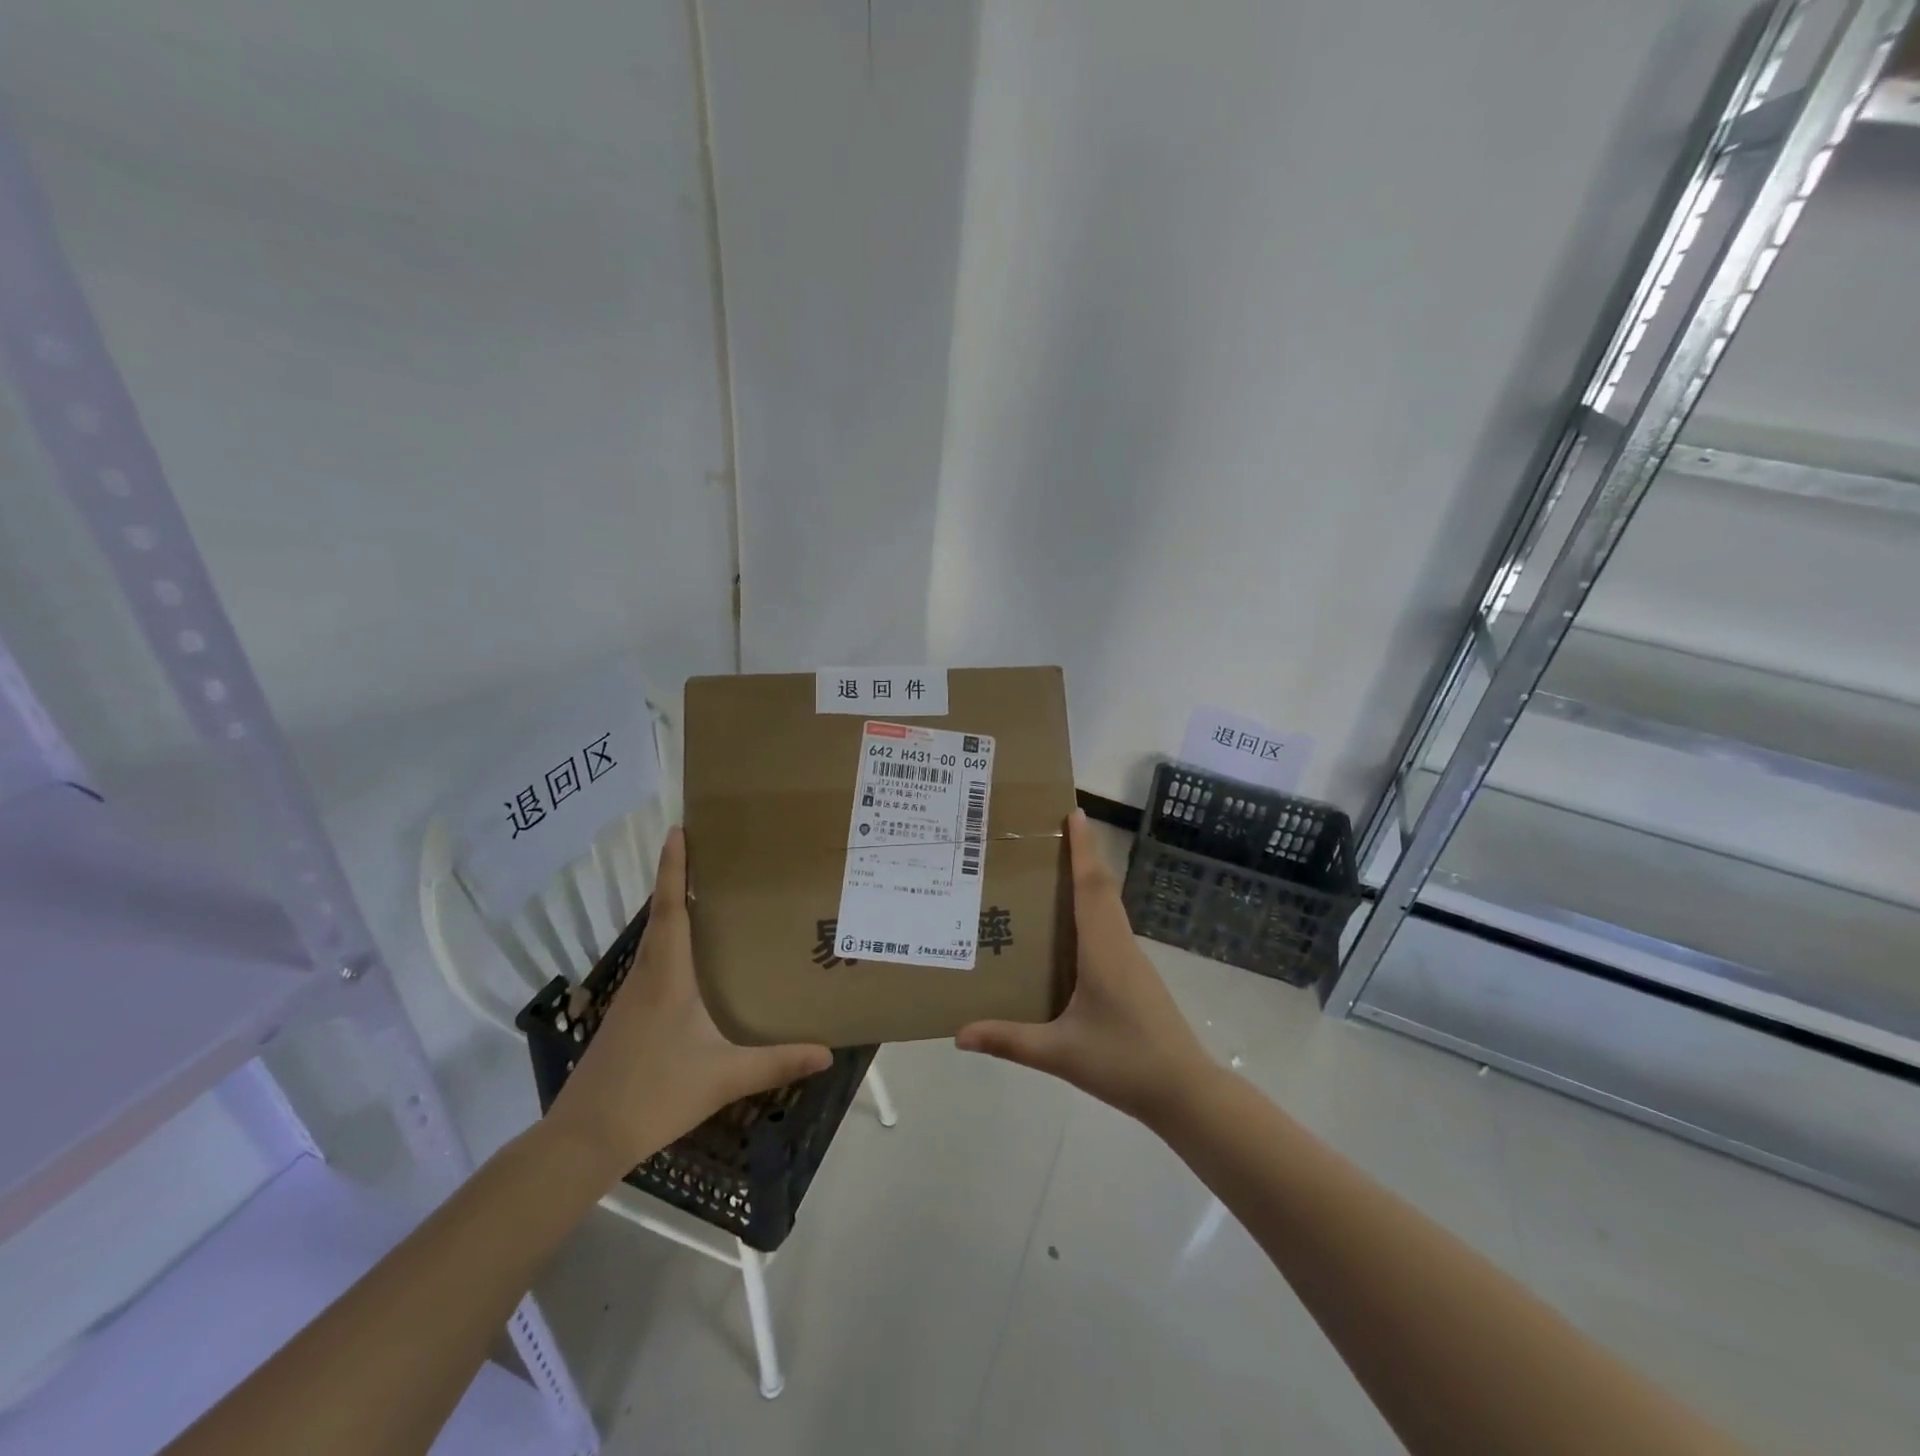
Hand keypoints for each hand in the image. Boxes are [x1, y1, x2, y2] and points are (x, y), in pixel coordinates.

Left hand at [547, 828, 832, 1182]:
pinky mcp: (625, 1017)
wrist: (585, 1138)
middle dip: (676, 880)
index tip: (678, 830)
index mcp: (667, 976)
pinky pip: (651, 964)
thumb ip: (776, 1063)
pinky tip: (691, 963)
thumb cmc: (654, 1094)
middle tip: (708, 854)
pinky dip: (669, 944)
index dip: (673, 868)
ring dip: (672, 912)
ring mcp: (630, 997)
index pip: (669, 909)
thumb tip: (827, 1053)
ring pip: (653, 941)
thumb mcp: (723, 1077)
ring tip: (705, 898)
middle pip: (659, 916)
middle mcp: (645, 976)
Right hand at [957, 810, 1214, 1126]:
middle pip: (1102, 887)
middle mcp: (1120, 945)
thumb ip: (1009, 1041)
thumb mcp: (1060, 1054)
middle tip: (1055, 831)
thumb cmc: (1124, 1062)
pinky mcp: (1136, 976)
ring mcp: (1132, 960)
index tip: (1074, 813)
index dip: (1083, 848)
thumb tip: (959, 1035)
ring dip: (1089, 880)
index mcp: (1103, 950)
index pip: (1091, 886)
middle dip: (1083, 854)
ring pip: (1109, 907)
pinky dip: (1093, 908)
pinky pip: (1111, 927)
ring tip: (1057, 869)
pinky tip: (1073, 926)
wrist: (1185, 1092)